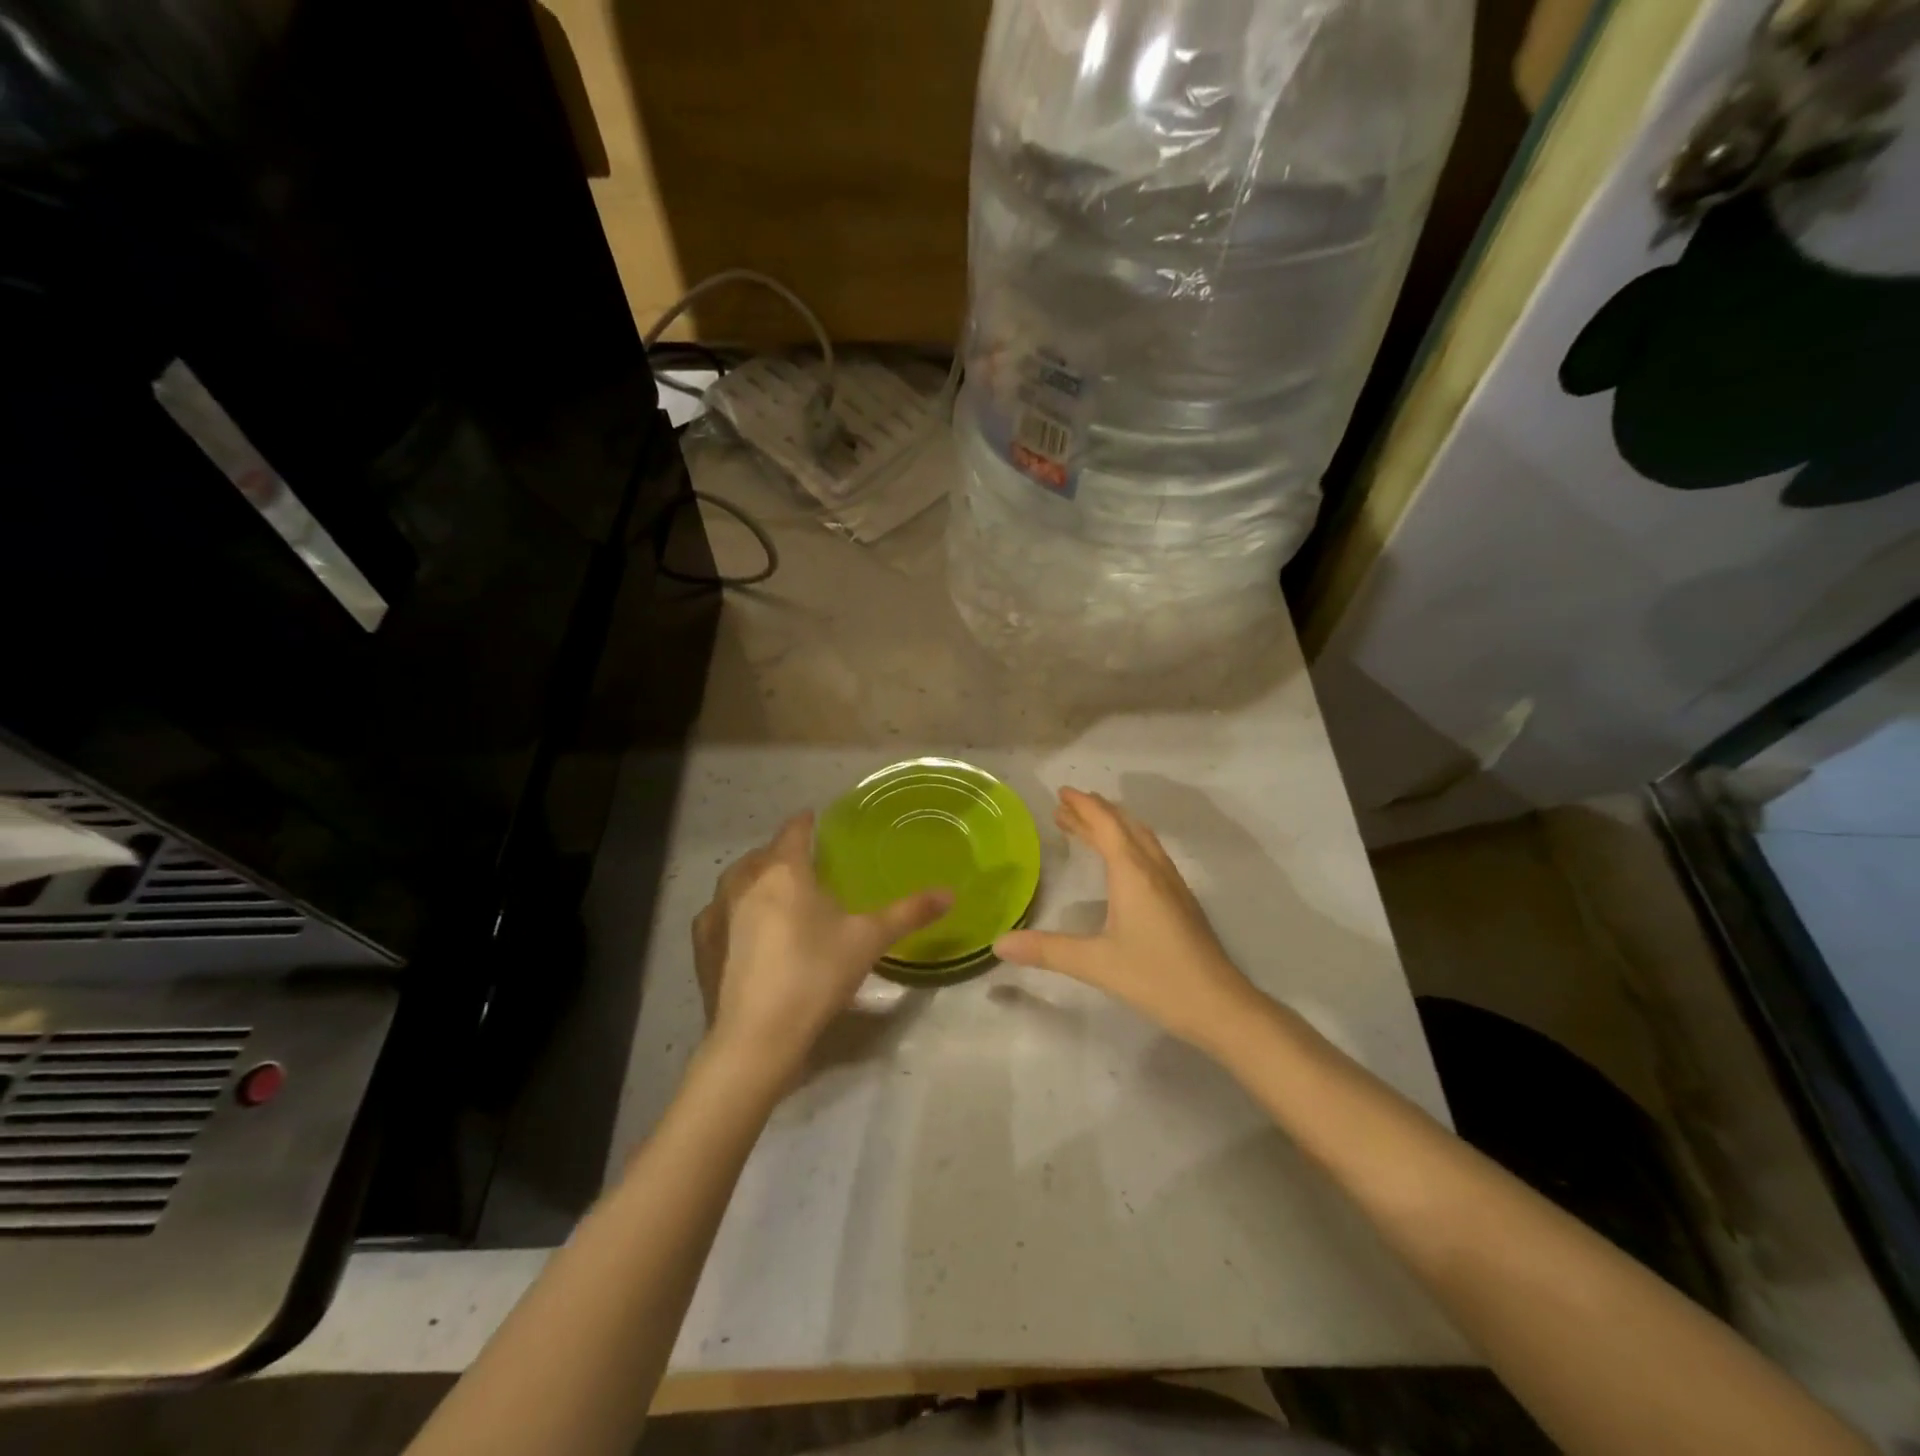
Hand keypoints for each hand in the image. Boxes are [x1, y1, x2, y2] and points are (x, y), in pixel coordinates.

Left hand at [691, 813, 950, 1090]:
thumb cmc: (815, 975)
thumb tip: (950, 892)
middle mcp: (743, 880)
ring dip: (756, 880)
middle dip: (784, 854)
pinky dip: (734, 912)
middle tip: (808, 867)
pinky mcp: (701, 943)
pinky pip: (719, 912)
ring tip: (777, 895)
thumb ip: (909, 912)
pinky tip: (746, 931)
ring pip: (737, 880)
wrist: (757, 1037)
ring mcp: (715, 912)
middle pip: (765, 854)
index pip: (795, 830)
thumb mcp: (869, 941)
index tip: (818, 821)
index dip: (808, 823)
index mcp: (783, 870)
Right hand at [994, 788, 1259, 1053]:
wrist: (1220, 1006)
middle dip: (1094, 812)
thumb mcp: (1095, 964)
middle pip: (1123, 826)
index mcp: (1133, 873)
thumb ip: (1046, 950)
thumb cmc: (1156, 977)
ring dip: (1113, 826)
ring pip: (1140, 839)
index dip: (1083, 806)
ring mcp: (1172, 884)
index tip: (1061, 792)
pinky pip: (1150, 855)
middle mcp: (1153, 869)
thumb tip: (999, 943)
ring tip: (1088, 827)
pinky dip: (1128, 843)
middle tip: (1066, 807)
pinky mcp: (1181, 901)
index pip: (1105, 825)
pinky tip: (1122, 863)